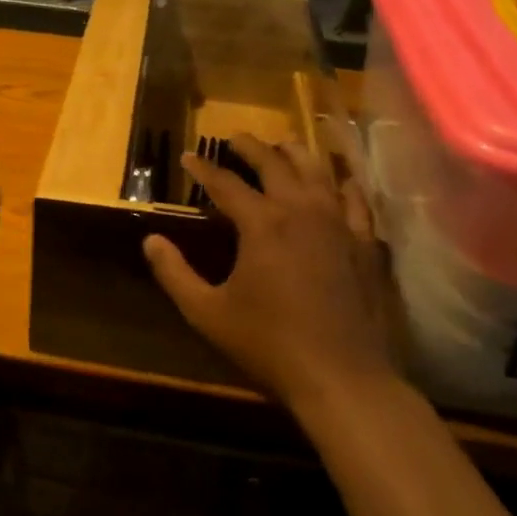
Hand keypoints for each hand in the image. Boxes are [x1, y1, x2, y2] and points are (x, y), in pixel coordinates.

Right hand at [143, 133, 393, 413]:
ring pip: (317, 172)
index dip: (202, 168)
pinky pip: (356, 201)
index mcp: (262, 223)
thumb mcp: (207, 313)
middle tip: (235, 138)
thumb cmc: (269, 344)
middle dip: (251, 147)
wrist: (342, 378)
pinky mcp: (365, 244)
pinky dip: (344, 185)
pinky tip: (340, 182)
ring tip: (283, 145)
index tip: (187, 156)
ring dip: (295, 154)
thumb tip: (150, 240)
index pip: (225, 183)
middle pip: (274, 164)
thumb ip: (174, 273)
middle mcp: (301, 211)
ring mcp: (339, 224)